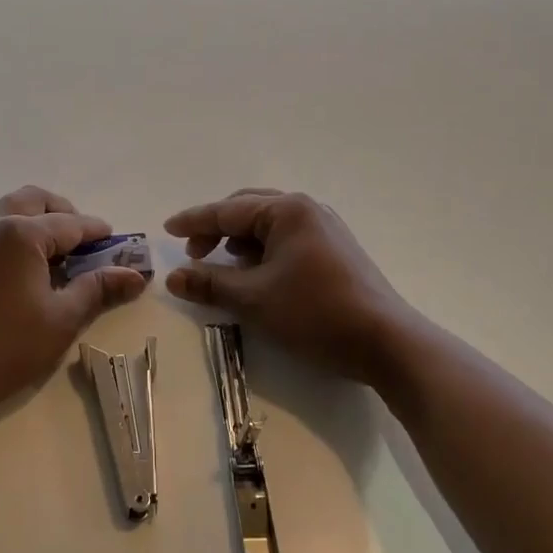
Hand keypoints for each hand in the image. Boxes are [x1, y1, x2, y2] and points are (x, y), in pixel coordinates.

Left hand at [0, 186, 148, 413]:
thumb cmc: (8, 346)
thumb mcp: (63, 318)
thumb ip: (98, 288)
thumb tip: (135, 275)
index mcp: (22, 233)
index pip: (71, 223)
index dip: (98, 233)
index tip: (119, 244)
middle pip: (36, 201)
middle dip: (65, 214)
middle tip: (85, 242)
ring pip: (11, 210)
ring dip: (39, 220)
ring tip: (60, 254)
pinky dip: (18, 233)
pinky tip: (30, 268)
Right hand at [165, 189, 415, 385]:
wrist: (386, 342)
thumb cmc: (315, 313)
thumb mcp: (254, 299)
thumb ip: (210, 283)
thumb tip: (173, 277)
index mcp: (287, 211)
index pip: (227, 211)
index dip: (194, 221)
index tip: (166, 230)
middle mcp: (307, 210)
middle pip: (248, 210)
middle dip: (217, 229)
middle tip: (194, 253)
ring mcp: (325, 229)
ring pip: (268, 226)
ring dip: (240, 242)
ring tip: (223, 267)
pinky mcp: (335, 251)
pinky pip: (287, 240)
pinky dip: (263, 252)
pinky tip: (256, 275)